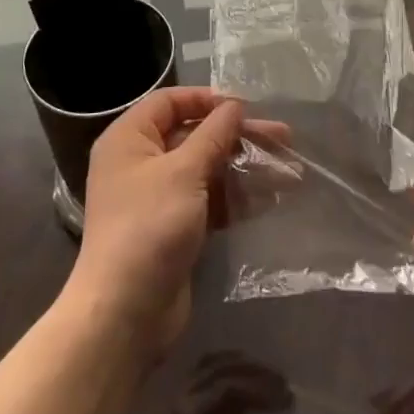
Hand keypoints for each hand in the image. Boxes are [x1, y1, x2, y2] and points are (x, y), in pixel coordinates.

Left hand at [65, 88, 278, 359]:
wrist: (125, 313)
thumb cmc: (149, 226)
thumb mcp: (184, 172)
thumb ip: (213, 135)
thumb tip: (234, 106)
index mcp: (130, 138)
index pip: (170, 101)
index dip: (208, 99)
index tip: (246, 106)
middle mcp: (140, 161)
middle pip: (195, 135)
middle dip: (238, 136)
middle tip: (283, 138)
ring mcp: (158, 197)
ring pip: (207, 169)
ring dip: (245, 168)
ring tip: (288, 171)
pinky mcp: (175, 227)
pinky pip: (209, 200)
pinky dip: (236, 197)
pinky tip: (270, 198)